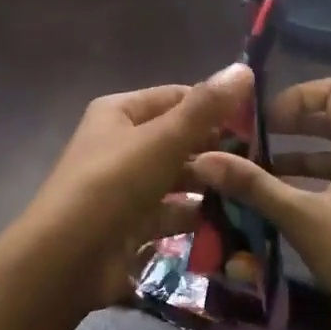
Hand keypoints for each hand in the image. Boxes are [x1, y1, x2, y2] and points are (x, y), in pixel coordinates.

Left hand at [21, 64, 255, 311]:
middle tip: (265, 160)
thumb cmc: (112, 185)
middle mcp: (120, 145)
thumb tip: (244, 68)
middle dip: (218, 150)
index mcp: (119, 113)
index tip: (259, 120)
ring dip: (211, 185)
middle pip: (179, 139)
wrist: (65, 261)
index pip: (177, 98)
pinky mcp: (132, 225)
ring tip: (255, 191)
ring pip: (178, 179)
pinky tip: (232, 220)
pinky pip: (172, 213)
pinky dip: (196, 216)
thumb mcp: (162, 140)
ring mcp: (126, 188)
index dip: (216, 106)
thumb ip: (206, 107)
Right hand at [189, 77, 330, 329]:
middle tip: (251, 143)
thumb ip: (253, 185)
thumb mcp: (300, 216)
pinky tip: (278, 207)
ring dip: (294, 160)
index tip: (264, 119)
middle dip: (289, 127)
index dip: (298, 95)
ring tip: (254, 176)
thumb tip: (203, 158)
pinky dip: (306, 186)